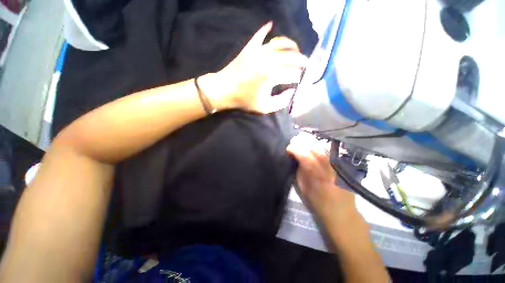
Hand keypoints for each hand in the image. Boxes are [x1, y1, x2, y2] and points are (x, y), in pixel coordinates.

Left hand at [200, 22, 307, 113]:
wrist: (224, 90)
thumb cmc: (244, 100)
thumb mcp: (265, 107)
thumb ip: (281, 102)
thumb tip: (292, 92)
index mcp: (272, 75)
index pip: (294, 73)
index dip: (300, 78)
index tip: (303, 81)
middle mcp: (269, 59)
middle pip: (292, 56)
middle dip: (302, 61)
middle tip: (307, 66)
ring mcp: (259, 50)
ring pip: (281, 43)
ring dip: (292, 46)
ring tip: (296, 52)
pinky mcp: (250, 47)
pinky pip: (261, 35)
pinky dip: (266, 30)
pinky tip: (271, 25)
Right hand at [286, 133, 356, 217]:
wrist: (342, 213)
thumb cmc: (319, 204)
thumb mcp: (304, 190)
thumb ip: (300, 172)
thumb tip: (295, 159)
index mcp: (318, 178)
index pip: (306, 158)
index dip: (296, 150)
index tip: (289, 147)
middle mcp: (330, 171)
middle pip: (317, 150)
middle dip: (304, 143)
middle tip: (295, 141)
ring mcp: (339, 167)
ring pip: (325, 149)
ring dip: (312, 143)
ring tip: (304, 140)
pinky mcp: (345, 167)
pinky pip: (332, 152)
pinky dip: (323, 146)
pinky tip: (316, 143)